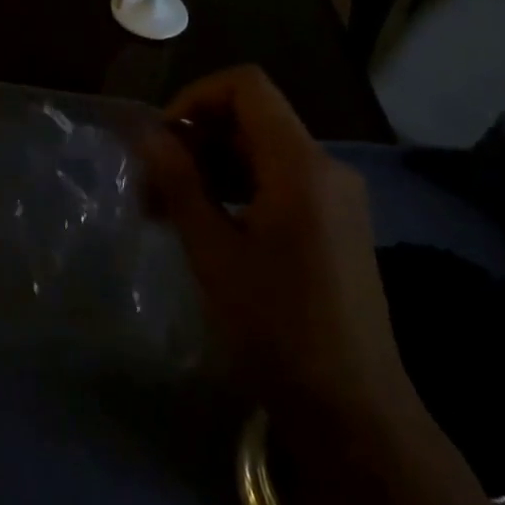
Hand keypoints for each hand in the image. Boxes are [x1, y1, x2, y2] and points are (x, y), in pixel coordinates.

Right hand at [143, 68, 504, 504]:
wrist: (357, 418)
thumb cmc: (278, 330)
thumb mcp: (214, 252)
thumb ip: (178, 181)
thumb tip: (146, 132)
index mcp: (301, 164)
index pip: (246, 86)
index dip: (196, 97)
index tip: (163, 139)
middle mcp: (326, 167)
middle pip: (251, 117)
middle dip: (196, 138)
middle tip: (151, 183)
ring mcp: (336, 197)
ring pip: (262, 151)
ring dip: (211, 166)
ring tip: (166, 208)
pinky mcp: (337, 225)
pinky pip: (280, 181)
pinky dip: (238, 188)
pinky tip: (205, 225)